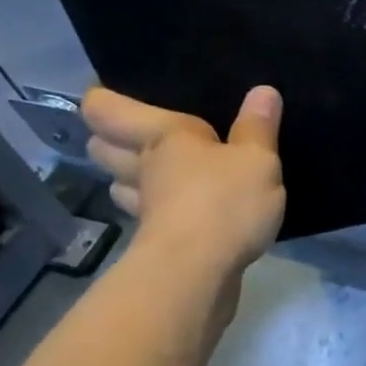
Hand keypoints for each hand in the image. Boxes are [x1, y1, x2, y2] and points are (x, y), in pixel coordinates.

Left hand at [82, 85, 286, 277]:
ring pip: (121, 186)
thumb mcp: (256, 160)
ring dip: (130, 180)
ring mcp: (146, 208)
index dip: (101, 99)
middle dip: (111, 140)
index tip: (107, 93)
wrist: (199, 274)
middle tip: (136, 136)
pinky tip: (184, 212)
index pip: (106, 109)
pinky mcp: (157, 243)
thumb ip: (258, 128)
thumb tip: (263, 91)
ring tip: (156, 175)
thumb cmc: (224, 202)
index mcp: (161, 136)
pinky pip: (151, 217)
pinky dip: (160, 212)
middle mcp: (143, 168)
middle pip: (103, 148)